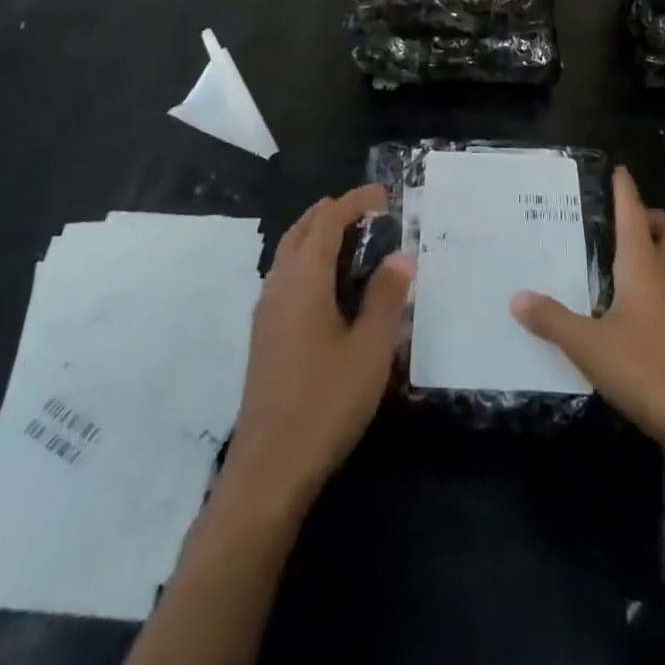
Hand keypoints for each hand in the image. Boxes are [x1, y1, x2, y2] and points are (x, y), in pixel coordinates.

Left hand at [221, 184, 414, 515]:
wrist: (269, 469)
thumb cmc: (325, 403)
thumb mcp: (370, 349)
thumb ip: (387, 297)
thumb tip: (401, 256)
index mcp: (304, 280)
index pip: (328, 221)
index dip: (355, 201)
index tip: (384, 194)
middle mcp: (279, 285)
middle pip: (302, 230)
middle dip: (333, 212)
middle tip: (369, 212)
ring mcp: (266, 311)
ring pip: (289, 252)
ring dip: (318, 234)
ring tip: (353, 239)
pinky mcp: (264, 335)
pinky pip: (286, 275)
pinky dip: (308, 260)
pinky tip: (329, 285)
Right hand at [511, 167, 664, 471]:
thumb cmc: (644, 372)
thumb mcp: (587, 346)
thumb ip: (551, 320)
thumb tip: (517, 297)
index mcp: (644, 268)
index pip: (634, 215)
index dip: (626, 191)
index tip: (621, 172)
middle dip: (657, 218)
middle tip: (633, 227)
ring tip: (654, 261)